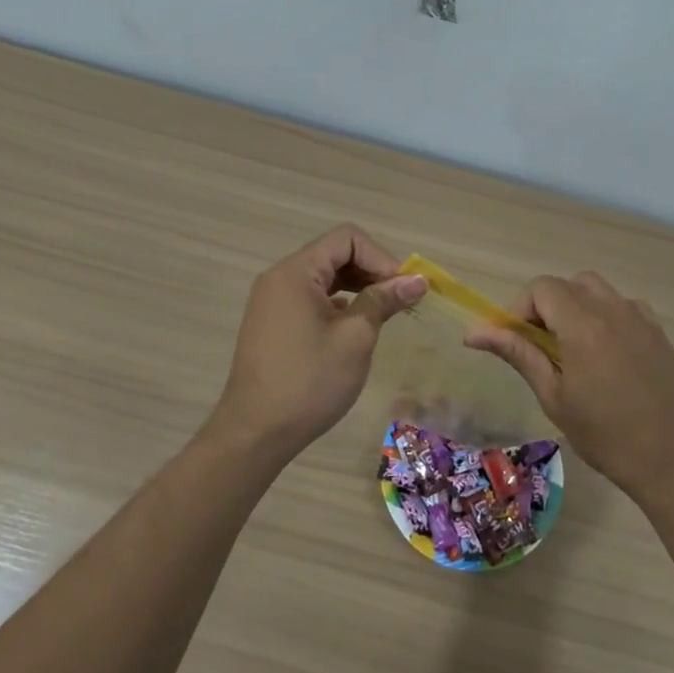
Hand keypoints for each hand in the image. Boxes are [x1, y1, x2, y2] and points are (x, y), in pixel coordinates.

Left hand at [210, 224, 427, 462]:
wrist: (255, 433)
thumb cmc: (309, 381)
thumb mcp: (355, 338)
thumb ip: (384, 301)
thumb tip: (418, 280)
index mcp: (296, 272)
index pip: (347, 239)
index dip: (381, 257)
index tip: (402, 289)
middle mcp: (280, 278)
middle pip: (335, 254)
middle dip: (372, 272)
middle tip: (401, 302)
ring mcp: (273, 302)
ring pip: (325, 278)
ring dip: (358, 289)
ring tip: (385, 315)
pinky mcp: (274, 324)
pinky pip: (312, 299)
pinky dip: (339, 305)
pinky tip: (356, 329)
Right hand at [465, 271, 673, 502]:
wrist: (673, 460)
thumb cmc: (605, 435)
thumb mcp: (554, 396)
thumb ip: (518, 354)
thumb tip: (475, 332)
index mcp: (583, 324)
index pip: (542, 288)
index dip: (520, 307)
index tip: (515, 340)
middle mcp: (613, 309)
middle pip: (568, 284)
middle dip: (546, 306)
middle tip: (539, 345)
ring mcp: (641, 318)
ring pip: (597, 290)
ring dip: (575, 307)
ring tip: (571, 348)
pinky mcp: (658, 332)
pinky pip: (623, 306)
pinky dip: (604, 316)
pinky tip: (604, 353)